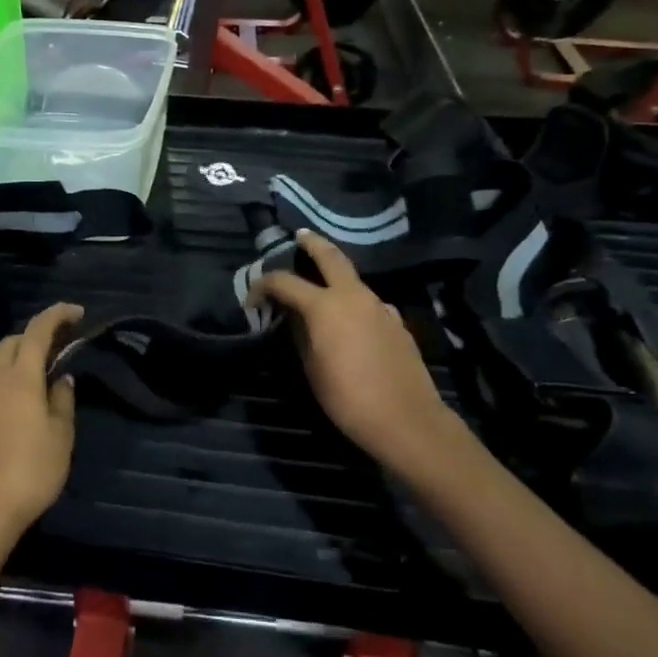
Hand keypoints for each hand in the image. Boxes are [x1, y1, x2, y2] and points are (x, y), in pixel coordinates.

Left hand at [0, 302, 82, 565]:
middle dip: (33, 339)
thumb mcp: (61, 438)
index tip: (76, 312)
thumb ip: (62, 402)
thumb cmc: (29, 474)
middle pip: (9, 345)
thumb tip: (61, 379)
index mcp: (17, 378)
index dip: (57, 315)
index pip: (37, 331)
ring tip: (35, 392)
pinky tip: (8, 426)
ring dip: (14, 371)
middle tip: (56, 350)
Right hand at [253, 231, 463, 474]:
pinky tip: (351, 321)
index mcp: (325, 305)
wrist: (406, 420)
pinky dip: (354, 302)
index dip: (263, 286)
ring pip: (353, 280)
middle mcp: (354, 296)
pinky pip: (370, 303)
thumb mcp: (311, 367)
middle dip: (313, 244)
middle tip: (300, 236)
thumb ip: (300, 335)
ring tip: (322, 285)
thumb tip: (294, 319)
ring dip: (336, 275)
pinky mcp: (397, 323)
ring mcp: (381, 307)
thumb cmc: (348, 397)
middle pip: (331, 257)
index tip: (251, 298)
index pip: (285, 282)